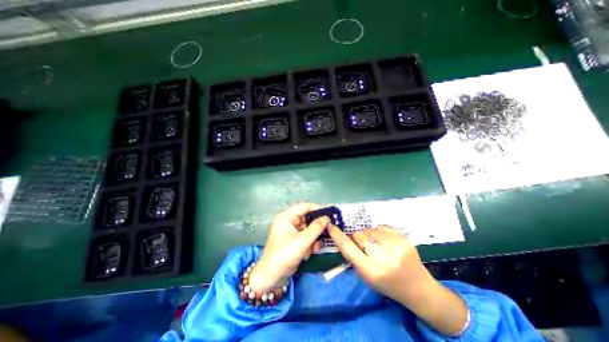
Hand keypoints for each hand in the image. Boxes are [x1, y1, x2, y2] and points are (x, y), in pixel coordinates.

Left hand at [249, 203, 328, 292]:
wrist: (271, 278)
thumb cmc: (284, 256)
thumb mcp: (302, 241)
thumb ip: (316, 228)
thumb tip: (327, 218)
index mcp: (286, 217)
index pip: (304, 206)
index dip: (317, 208)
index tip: (330, 213)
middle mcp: (289, 221)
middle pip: (307, 218)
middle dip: (316, 227)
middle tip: (328, 231)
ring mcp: (291, 230)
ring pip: (308, 228)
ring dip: (314, 237)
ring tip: (315, 247)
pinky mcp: (294, 239)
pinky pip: (306, 236)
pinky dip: (310, 243)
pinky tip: (310, 252)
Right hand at [326, 226, 429, 302]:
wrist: (417, 287)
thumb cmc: (387, 284)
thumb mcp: (366, 277)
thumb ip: (354, 258)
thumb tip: (345, 238)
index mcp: (371, 271)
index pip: (348, 249)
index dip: (338, 236)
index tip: (331, 226)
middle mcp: (383, 258)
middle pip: (359, 235)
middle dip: (358, 238)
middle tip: (366, 246)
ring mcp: (395, 246)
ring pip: (370, 229)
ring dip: (369, 235)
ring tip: (378, 244)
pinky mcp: (404, 238)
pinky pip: (382, 226)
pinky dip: (380, 231)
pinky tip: (386, 241)